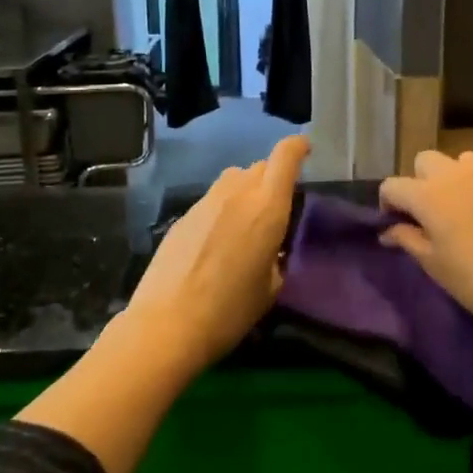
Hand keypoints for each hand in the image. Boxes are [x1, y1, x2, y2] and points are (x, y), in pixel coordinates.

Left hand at [125, 135, 309, 373]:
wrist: (167, 324)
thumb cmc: (230, 311)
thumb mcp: (270, 288)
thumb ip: (277, 258)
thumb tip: (272, 250)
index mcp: (267, 208)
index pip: (285, 157)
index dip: (297, 148)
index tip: (305, 151)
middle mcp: (236, 194)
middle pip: (259, 167)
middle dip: (273, 178)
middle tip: (278, 206)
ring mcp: (205, 202)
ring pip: (233, 180)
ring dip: (246, 191)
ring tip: (247, 224)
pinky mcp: (183, 217)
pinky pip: (212, 201)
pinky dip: (223, 210)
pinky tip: (218, 242)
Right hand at [378, 151, 472, 340]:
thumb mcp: (431, 263)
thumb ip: (406, 238)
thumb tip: (389, 230)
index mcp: (428, 193)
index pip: (392, 186)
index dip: (389, 205)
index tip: (396, 224)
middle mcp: (458, 173)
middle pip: (425, 161)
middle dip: (421, 181)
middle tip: (431, 212)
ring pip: (463, 162)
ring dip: (456, 178)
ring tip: (466, 207)